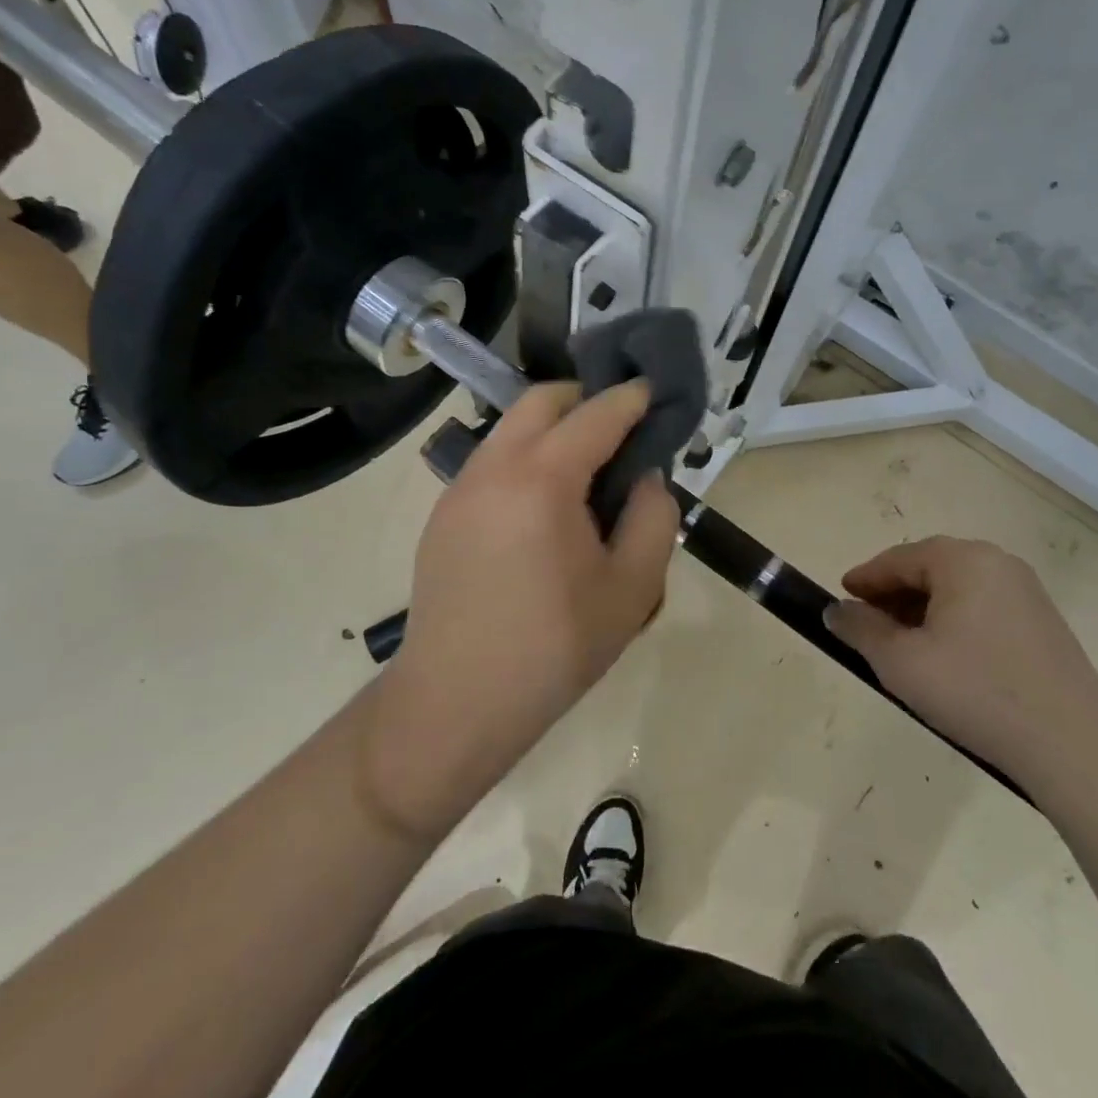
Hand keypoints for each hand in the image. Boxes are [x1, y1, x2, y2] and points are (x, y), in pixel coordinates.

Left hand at [365, 381, 679, 837]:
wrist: (456, 703)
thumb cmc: (553, 649)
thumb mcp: (632, 589)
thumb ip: (653, 518)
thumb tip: (644, 478)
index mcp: (542, 479)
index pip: (595, 415)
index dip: (631, 398)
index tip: (655, 393)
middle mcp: (493, 467)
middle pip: (540, 401)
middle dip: (585, 400)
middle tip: (621, 430)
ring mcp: (459, 489)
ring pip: (509, 429)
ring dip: (551, 429)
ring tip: (585, 471)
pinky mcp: (442, 515)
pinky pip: (491, 463)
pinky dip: (525, 458)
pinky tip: (544, 508)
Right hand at [824, 536, 1097, 784]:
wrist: (1073, 745)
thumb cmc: (975, 691)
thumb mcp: (901, 662)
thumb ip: (861, 629)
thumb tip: (836, 611)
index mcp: (963, 560)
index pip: (898, 558)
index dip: (865, 578)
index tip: (840, 597)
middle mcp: (998, 563)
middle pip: (930, 568)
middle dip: (893, 594)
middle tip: (867, 623)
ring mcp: (1026, 593)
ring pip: (957, 589)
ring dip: (923, 610)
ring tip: (902, 646)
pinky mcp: (1043, 624)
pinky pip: (983, 608)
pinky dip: (953, 622)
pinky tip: (944, 658)